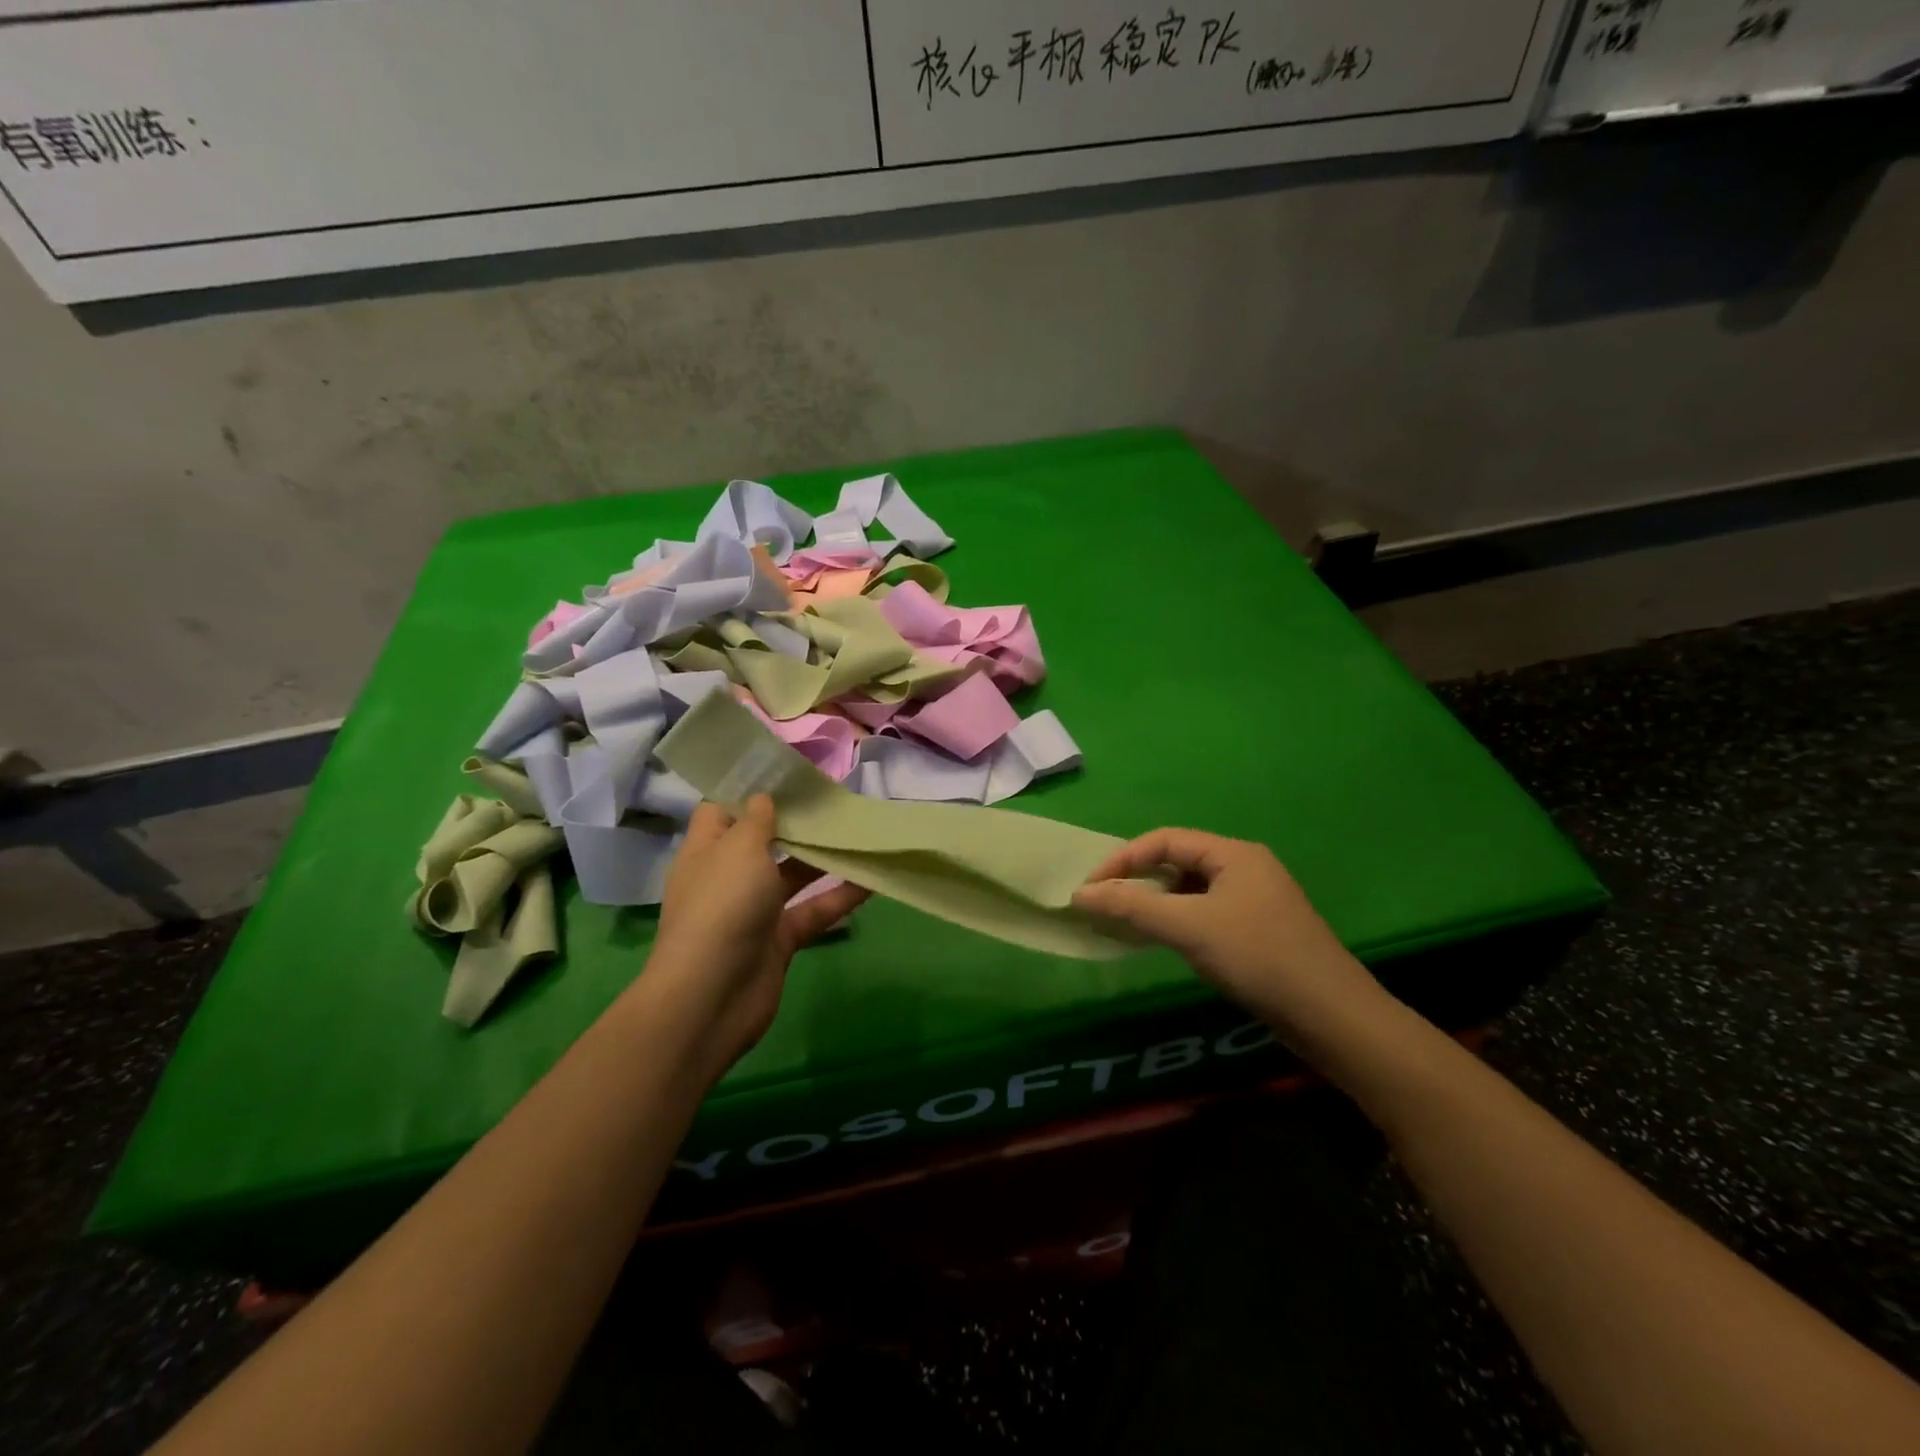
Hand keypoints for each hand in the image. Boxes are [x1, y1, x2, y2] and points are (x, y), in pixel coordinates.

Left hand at [643, 795, 866, 1082]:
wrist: (712, 997)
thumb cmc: (722, 908)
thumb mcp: (739, 850)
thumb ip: (758, 820)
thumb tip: (763, 797)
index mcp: (707, 850)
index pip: (724, 809)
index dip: (751, 787)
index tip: (788, 771)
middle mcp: (729, 876)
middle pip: (765, 839)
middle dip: (797, 819)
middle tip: (836, 796)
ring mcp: (755, 909)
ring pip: (794, 874)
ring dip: (824, 855)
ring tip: (861, 830)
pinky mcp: (780, 938)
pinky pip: (814, 909)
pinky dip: (840, 896)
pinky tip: (873, 878)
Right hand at [1072, 829, 1385, 1044]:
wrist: (1331, 1017)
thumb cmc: (1257, 957)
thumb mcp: (1189, 927)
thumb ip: (1132, 906)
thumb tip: (1079, 893)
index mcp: (1233, 853)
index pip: (1164, 840)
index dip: (1122, 859)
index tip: (1090, 888)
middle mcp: (1245, 867)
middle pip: (1178, 861)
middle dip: (1138, 879)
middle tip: (1104, 904)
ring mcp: (1255, 900)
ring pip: (1191, 890)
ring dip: (1156, 902)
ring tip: (1126, 922)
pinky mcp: (1259, 930)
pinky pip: (1206, 912)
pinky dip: (1178, 921)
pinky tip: (1165, 941)